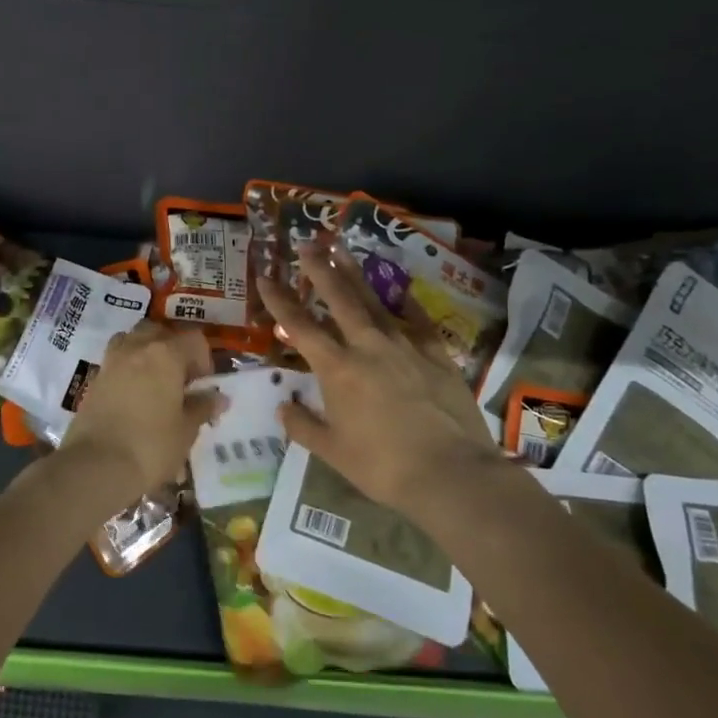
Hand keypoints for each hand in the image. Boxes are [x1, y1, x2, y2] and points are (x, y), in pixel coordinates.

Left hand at [51, 322, 222, 524]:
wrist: (96, 465)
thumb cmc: (151, 446)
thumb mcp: (186, 430)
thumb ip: (202, 407)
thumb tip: (218, 397)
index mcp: (165, 354)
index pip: (194, 339)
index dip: (204, 359)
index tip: (203, 385)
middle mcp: (136, 348)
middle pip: (158, 331)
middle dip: (172, 348)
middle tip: (180, 380)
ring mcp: (111, 361)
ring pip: (132, 341)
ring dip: (146, 353)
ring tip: (155, 384)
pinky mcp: (93, 380)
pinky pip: (116, 362)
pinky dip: (127, 370)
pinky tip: (134, 398)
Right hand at [256, 241, 507, 510]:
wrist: (452, 474)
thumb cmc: (383, 467)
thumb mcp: (332, 452)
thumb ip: (303, 426)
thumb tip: (283, 407)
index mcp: (337, 369)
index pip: (299, 326)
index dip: (279, 300)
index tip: (265, 277)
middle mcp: (368, 346)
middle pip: (339, 298)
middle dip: (319, 269)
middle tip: (307, 243)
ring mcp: (406, 346)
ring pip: (375, 301)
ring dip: (356, 274)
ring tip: (343, 249)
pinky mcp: (437, 355)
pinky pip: (417, 320)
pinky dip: (405, 303)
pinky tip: (399, 290)